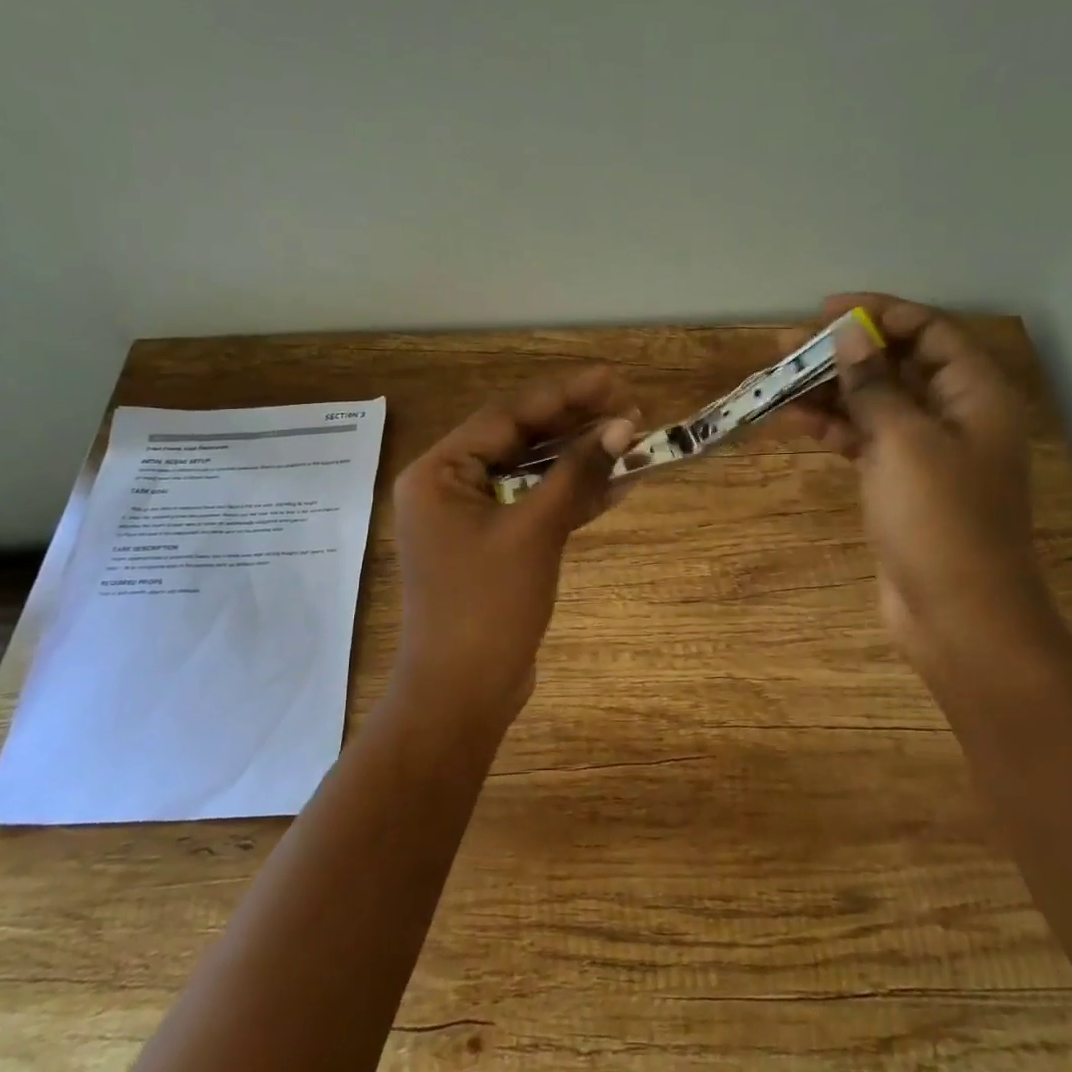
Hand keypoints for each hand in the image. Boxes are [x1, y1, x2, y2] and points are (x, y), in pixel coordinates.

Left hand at [389, 367, 639, 740]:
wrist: (463, 693)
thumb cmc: (488, 605)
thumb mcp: (536, 531)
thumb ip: (577, 473)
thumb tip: (623, 425)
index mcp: (440, 472)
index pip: (508, 416)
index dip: (564, 394)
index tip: (613, 378)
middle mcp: (449, 486)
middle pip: (520, 440)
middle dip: (575, 424)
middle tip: (629, 403)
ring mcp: (471, 517)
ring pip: (532, 473)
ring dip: (579, 459)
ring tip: (631, 435)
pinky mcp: (493, 544)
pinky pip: (535, 506)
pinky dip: (571, 496)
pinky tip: (618, 482)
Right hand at [780, 294, 1058, 675]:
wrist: (958, 616)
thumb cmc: (941, 521)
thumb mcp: (905, 442)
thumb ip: (874, 385)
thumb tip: (849, 337)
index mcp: (976, 395)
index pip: (929, 331)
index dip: (878, 314)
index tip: (825, 312)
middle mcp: (955, 415)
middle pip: (895, 366)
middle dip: (841, 352)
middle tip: (785, 347)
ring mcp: (926, 452)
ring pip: (873, 404)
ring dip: (827, 391)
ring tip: (775, 381)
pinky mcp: (899, 483)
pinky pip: (862, 440)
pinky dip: (830, 428)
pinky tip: (791, 420)